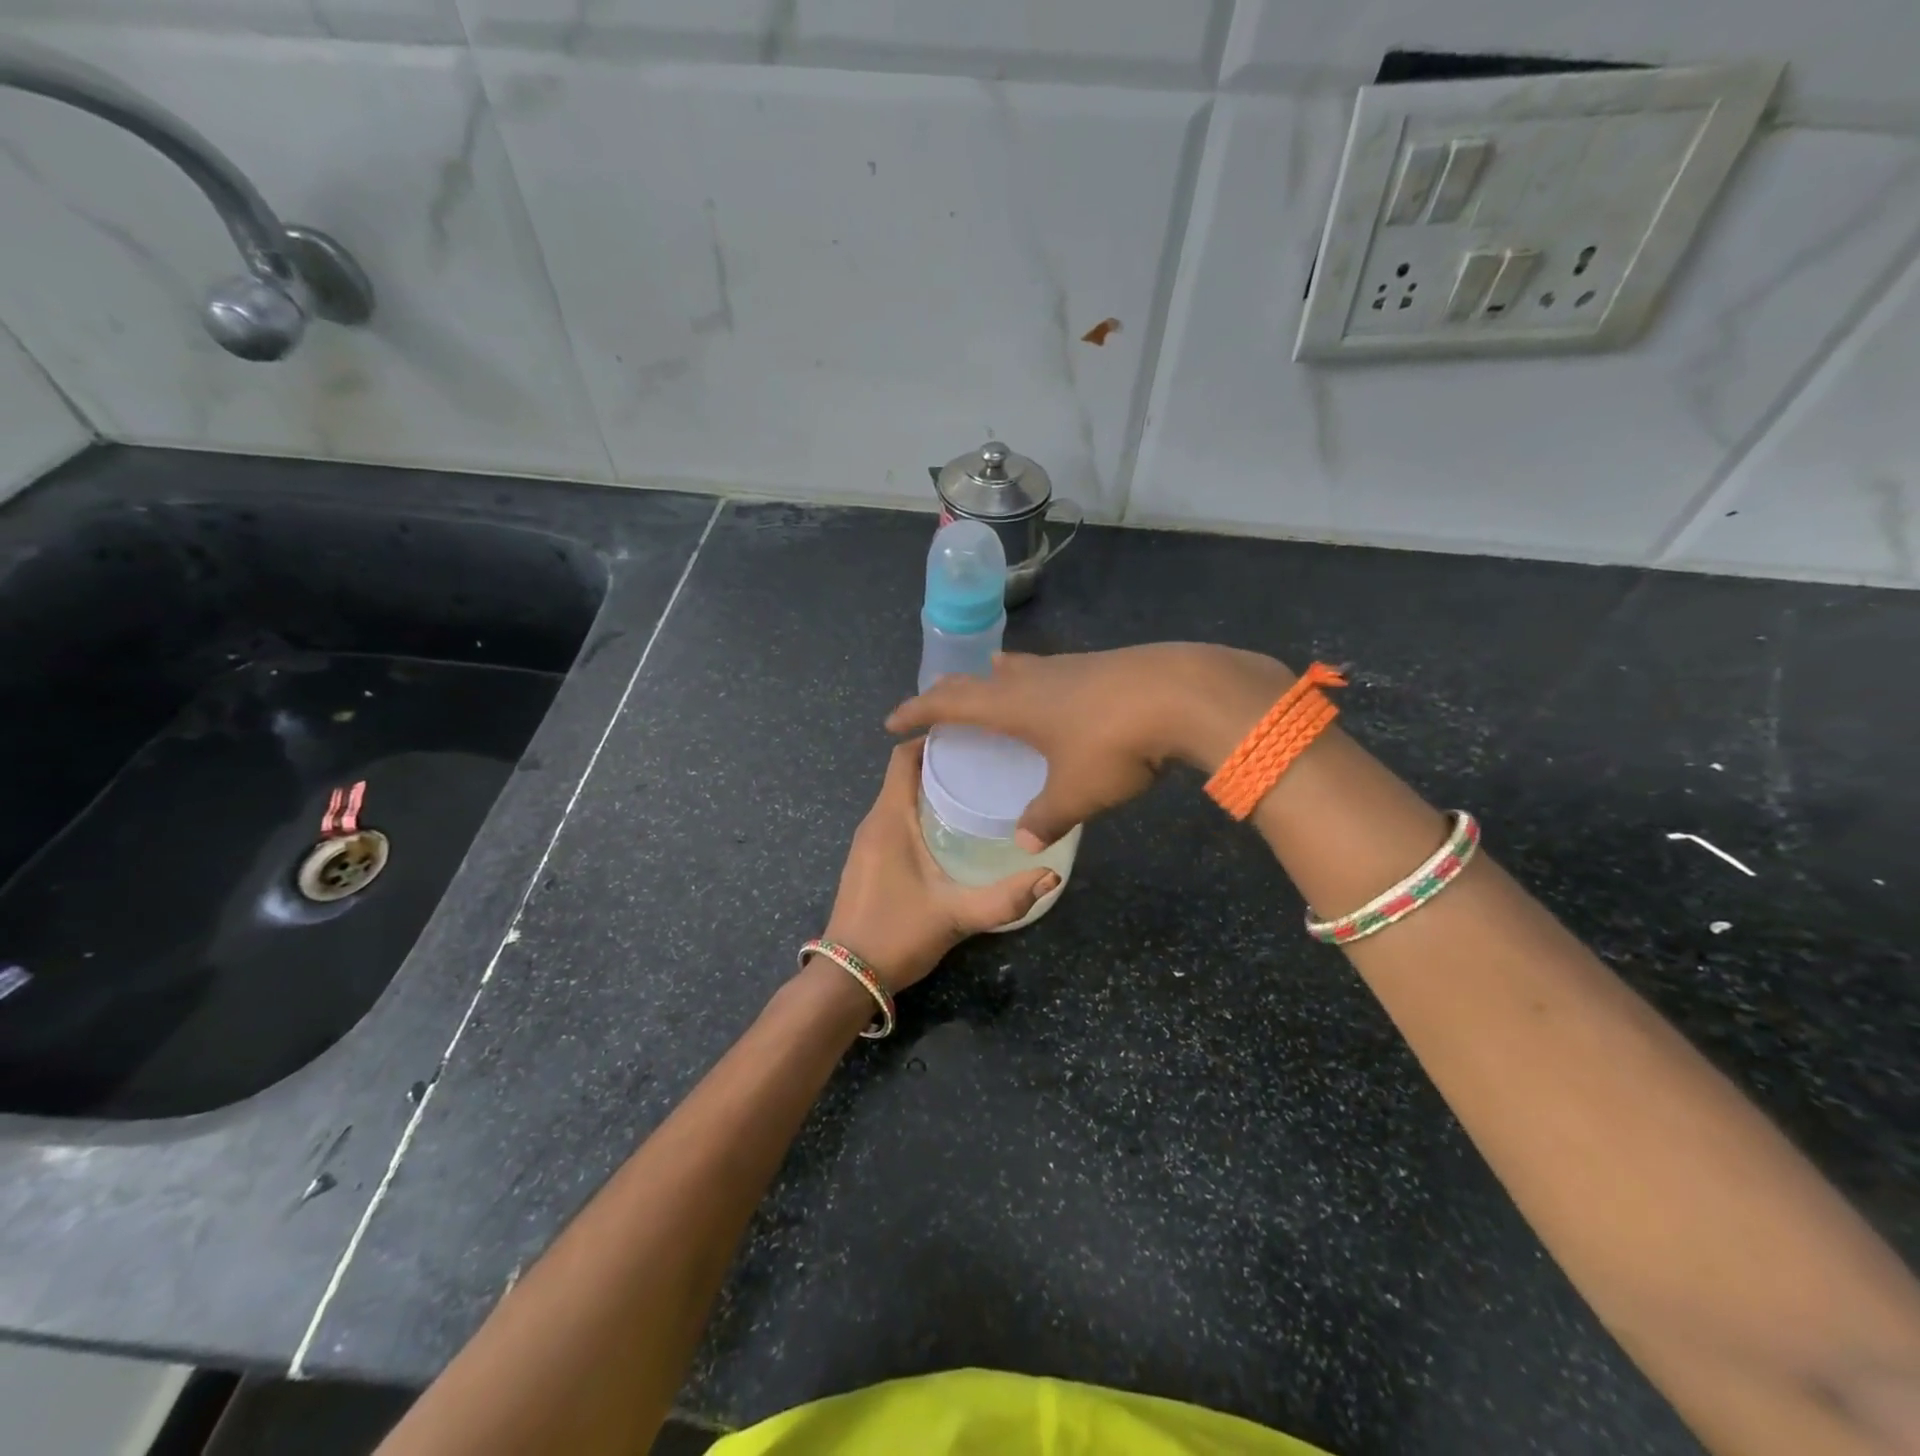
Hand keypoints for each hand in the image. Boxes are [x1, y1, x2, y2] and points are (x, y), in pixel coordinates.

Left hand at [820, 739, 1059, 992]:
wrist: (847, 978)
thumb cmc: (897, 935)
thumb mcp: (956, 915)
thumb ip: (1005, 899)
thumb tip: (1051, 876)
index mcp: (888, 820)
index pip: (902, 757)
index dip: (932, 740)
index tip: (972, 737)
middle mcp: (873, 823)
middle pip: (904, 775)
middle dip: (941, 764)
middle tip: (986, 766)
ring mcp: (866, 843)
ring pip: (898, 799)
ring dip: (930, 790)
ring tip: (975, 792)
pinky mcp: (867, 861)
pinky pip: (893, 820)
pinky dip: (919, 813)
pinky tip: (950, 830)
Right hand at [886, 643, 1293, 847]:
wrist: (1182, 692)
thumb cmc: (1114, 743)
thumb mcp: (1076, 792)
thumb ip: (1045, 818)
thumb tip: (1024, 843)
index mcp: (1012, 705)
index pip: (948, 702)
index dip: (917, 711)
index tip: (892, 722)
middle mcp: (1032, 678)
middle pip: (978, 680)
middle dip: (951, 692)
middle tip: (937, 704)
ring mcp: (1069, 666)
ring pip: (1019, 669)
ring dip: (997, 679)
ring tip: (991, 684)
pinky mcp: (1102, 666)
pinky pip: (1052, 672)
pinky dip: (1036, 681)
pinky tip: (1056, 694)